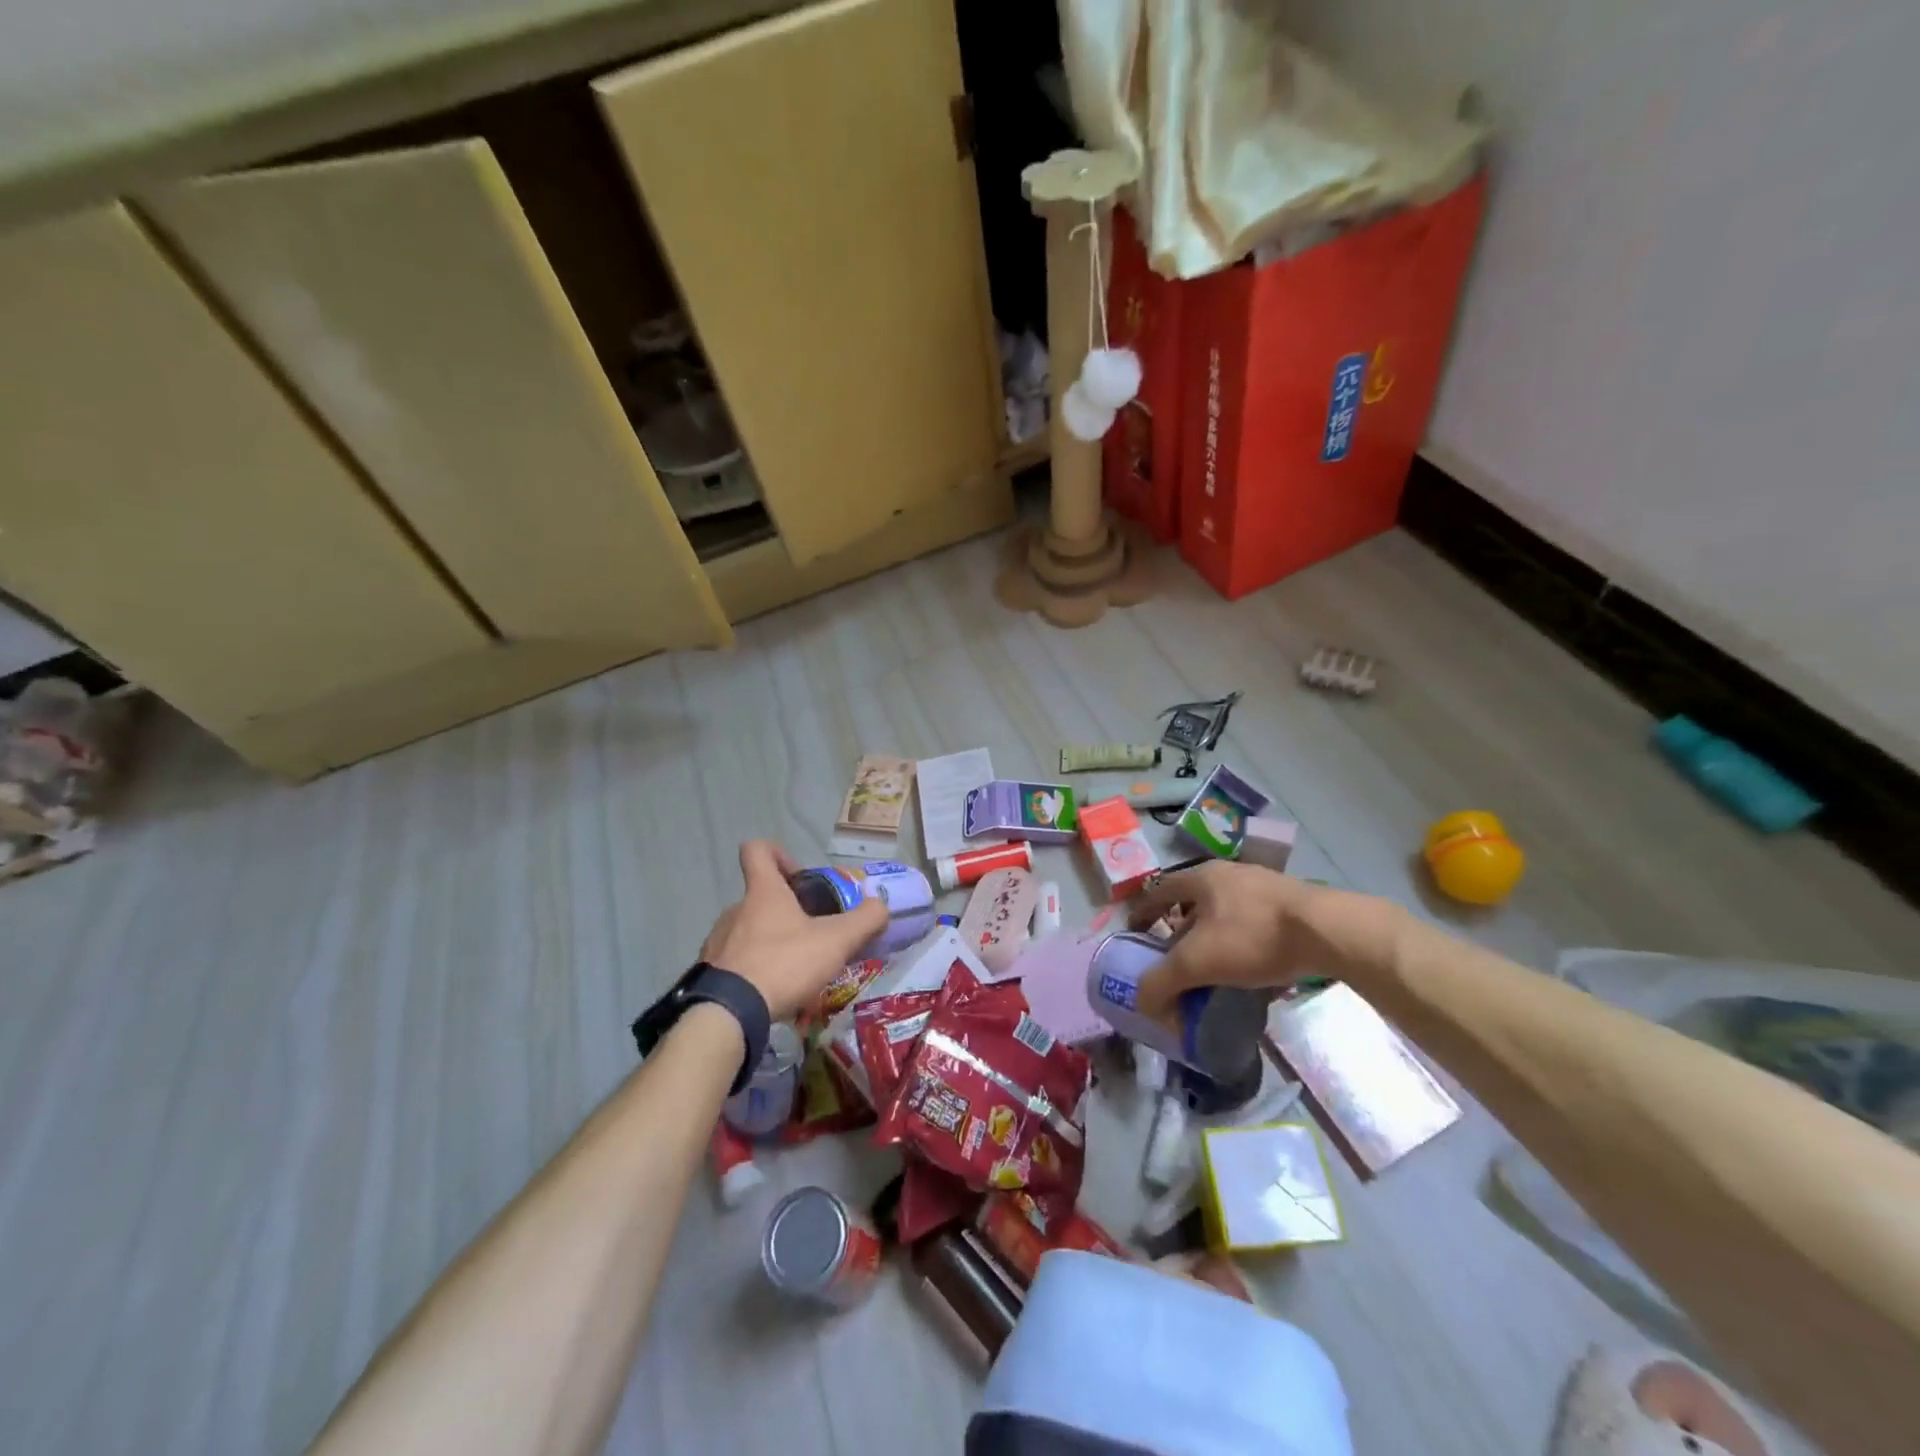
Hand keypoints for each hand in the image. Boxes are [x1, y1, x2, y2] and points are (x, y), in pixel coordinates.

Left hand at [700, 841, 889, 1020]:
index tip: (800, 876)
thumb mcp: (836, 941)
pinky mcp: (709, 973)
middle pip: (759, 895)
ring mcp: (718, 941)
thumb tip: (880, 907)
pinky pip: (735, 961)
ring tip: (794, 969)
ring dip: (770, 941)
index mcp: (763, 892)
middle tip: (812, 933)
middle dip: (787, 910)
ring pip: (747, 929)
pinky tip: (771, 991)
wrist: (728, 1014)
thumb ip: (865, 920)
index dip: (779, 853)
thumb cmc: (784, 964)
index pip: (757, 850)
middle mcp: (735, 910)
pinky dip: (754, 970)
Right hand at [1125, 861, 1403, 1020]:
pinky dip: (1243, 948)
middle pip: (1192, 903)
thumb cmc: (1252, 937)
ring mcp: (1263, 887)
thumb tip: (1142, 1003)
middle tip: (1175, 962)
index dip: (1142, 914)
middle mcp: (1229, 875)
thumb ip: (1161, 982)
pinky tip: (1251, 975)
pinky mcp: (1292, 907)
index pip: (1158, 892)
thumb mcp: (1197, 962)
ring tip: (1212, 972)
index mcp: (1201, 878)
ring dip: (1213, 941)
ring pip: (1225, 915)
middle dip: (1180, 932)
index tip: (1135, 937)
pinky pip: (1254, 927)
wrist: (1328, 932)